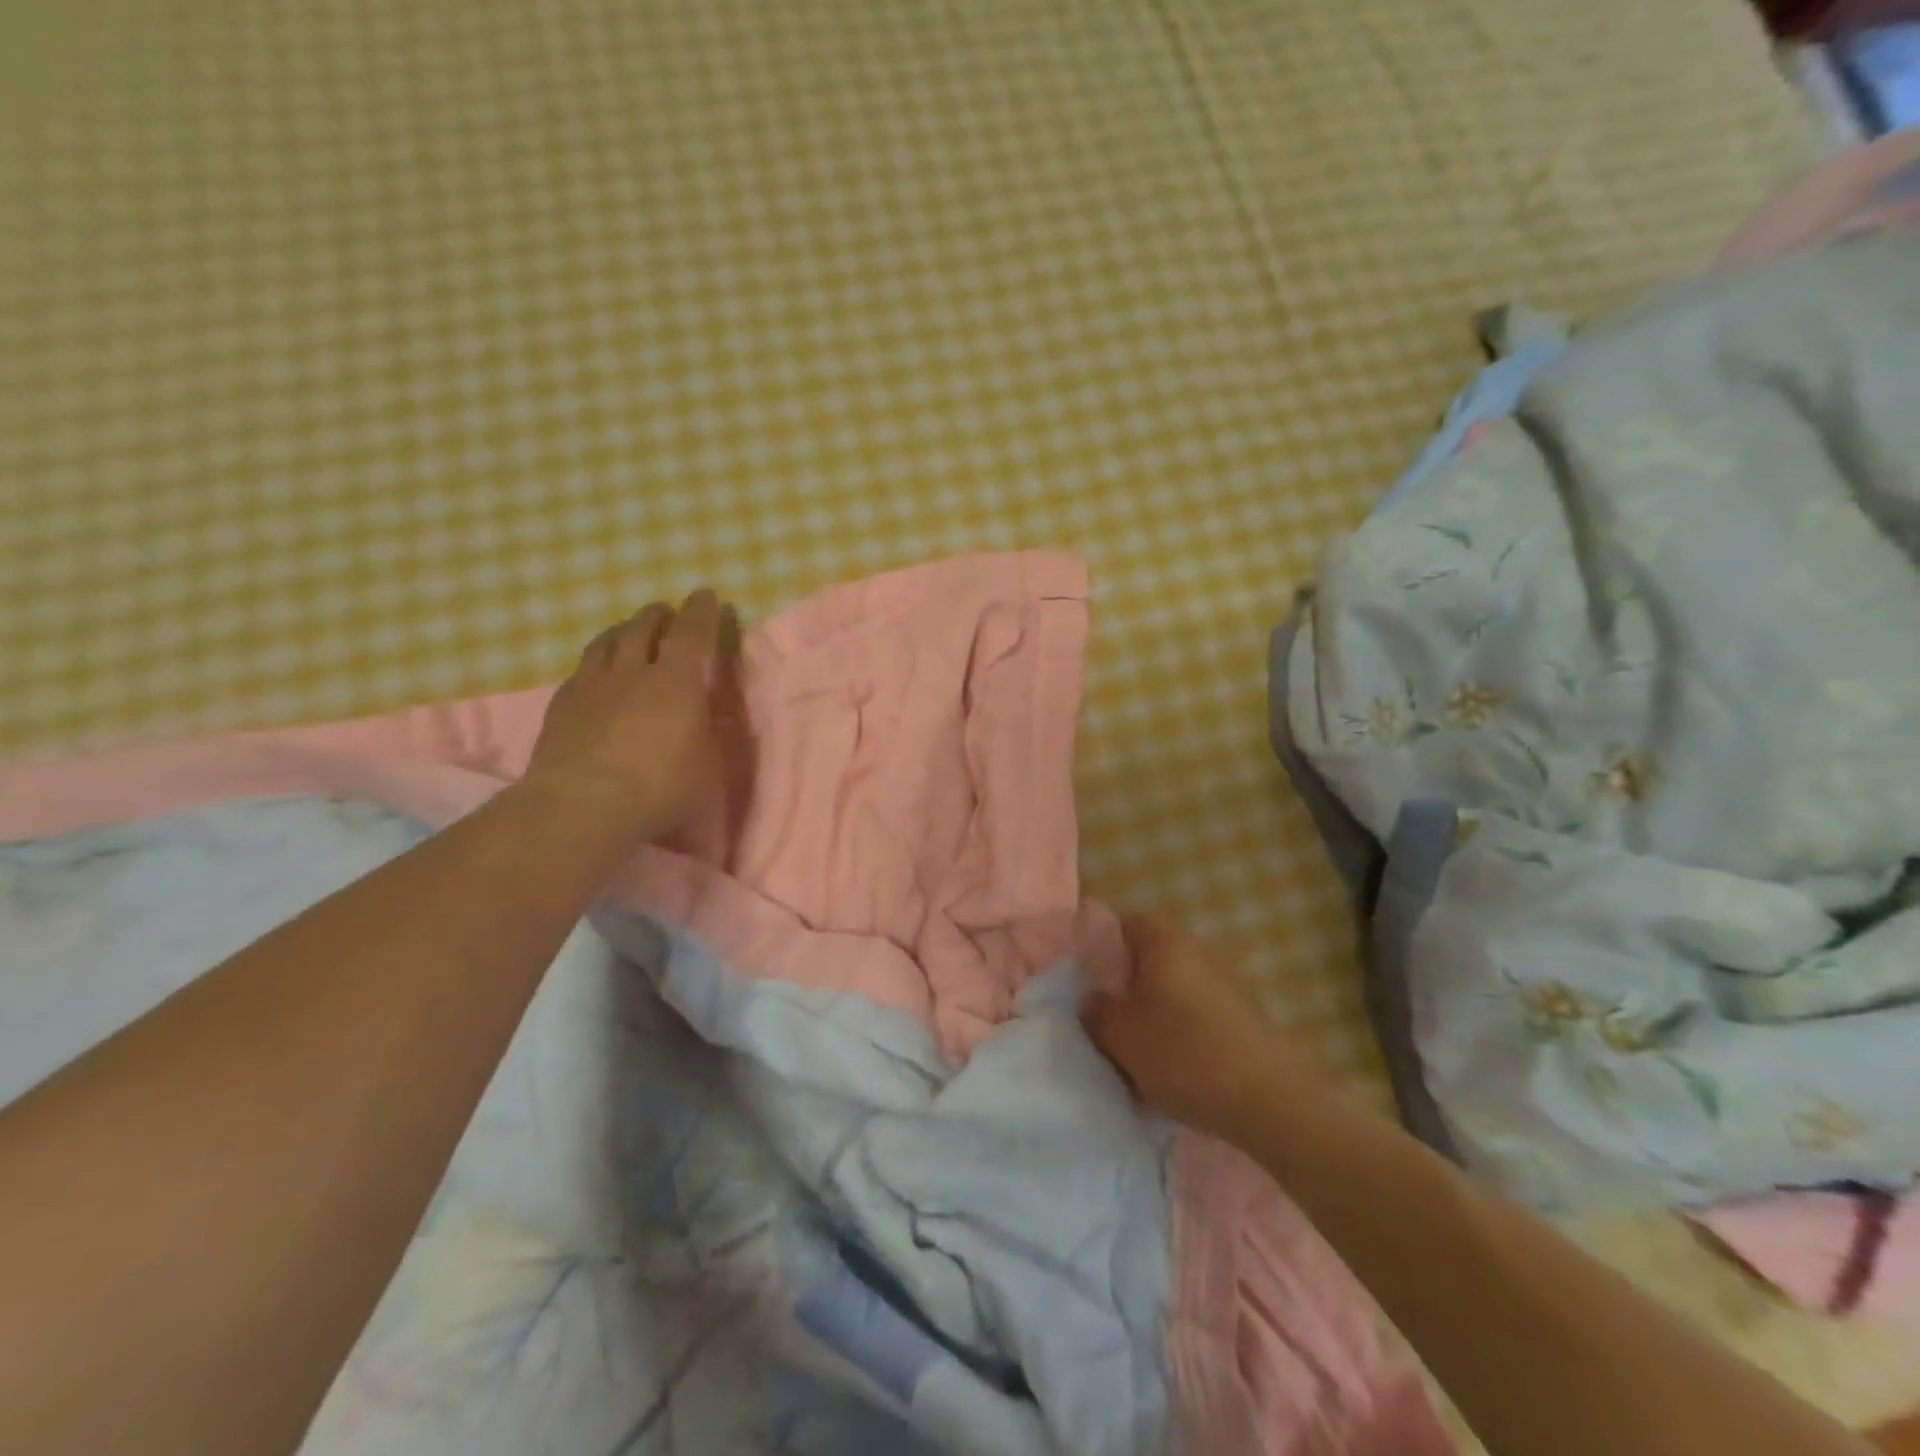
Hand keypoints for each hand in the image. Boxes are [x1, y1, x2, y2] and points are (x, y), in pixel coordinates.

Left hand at [521, 589, 751, 855]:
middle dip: (658, 615)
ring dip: (622, 630)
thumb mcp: (709, 768)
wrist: (582, 807)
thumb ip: (711, 736)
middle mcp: (633, 673)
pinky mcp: (561, 706)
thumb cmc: (660, 789)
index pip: (692, 633)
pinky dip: (594, 663)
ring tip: (628, 629)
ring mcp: (591, 687)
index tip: (706, 594)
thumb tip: (711, 714)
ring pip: (606, 643)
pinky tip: (593, 672)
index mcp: (677, 682)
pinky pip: (580, 671)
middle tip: (665, 610)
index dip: (702, 611)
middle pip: (643, 629)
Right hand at [1084, 916, 1309, 1143]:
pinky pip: (1201, 1010)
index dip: (1102, 947)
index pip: (1125, 923)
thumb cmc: (1184, 1056)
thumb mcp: (1120, 1037)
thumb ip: (1095, 1011)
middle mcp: (1199, 949)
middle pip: (1152, 955)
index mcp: (1165, 942)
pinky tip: (1179, 1063)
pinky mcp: (1248, 1013)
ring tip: (1142, 1047)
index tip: (1089, 980)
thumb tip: (1092, 1000)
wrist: (1269, 1101)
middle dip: (1130, 982)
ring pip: (1177, 985)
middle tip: (1110, 1016)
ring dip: (1158, 1007)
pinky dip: (1185, 1027)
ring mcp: (1229, 980)